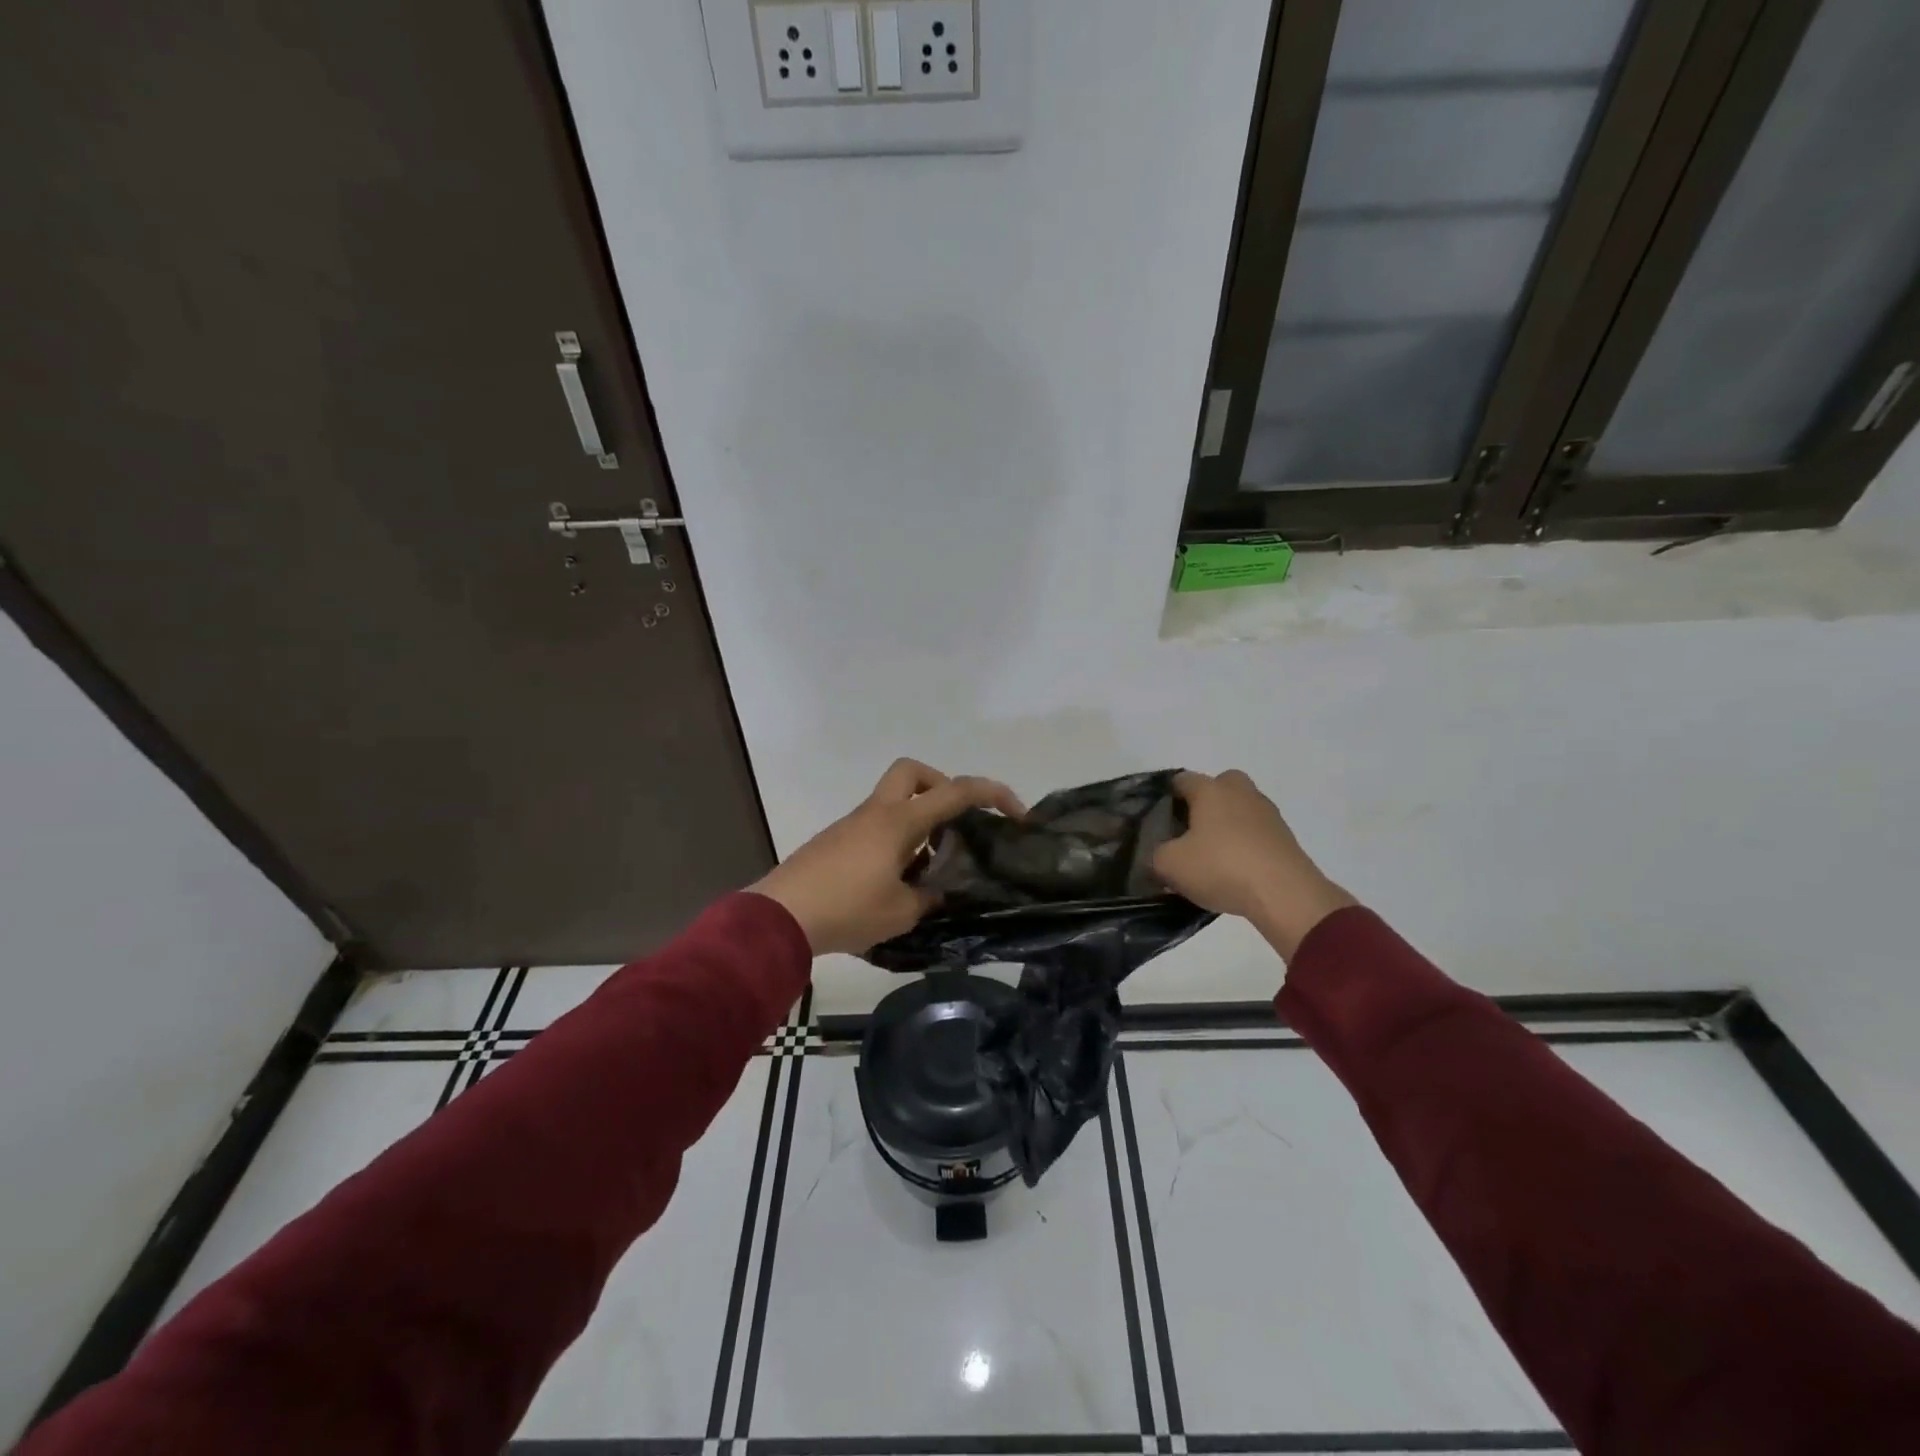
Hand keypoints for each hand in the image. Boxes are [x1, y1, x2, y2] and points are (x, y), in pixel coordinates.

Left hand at [749, 758, 1024, 956]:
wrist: (779, 916)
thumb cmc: (847, 909)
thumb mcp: (901, 912)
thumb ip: (929, 897)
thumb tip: (937, 891)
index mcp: (899, 822)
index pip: (955, 792)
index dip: (992, 794)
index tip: (1016, 814)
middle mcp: (876, 813)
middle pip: (912, 772)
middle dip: (940, 786)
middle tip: (954, 822)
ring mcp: (852, 825)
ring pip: (893, 802)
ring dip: (918, 822)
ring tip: (929, 869)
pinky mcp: (836, 842)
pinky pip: (876, 826)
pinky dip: (896, 841)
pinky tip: (896, 881)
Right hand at [1153, 769, 1355, 957]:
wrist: (1284, 894)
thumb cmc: (1221, 867)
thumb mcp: (1170, 865)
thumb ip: (1156, 854)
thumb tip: (1161, 854)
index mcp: (1210, 790)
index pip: (1182, 780)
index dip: (1168, 797)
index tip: (1160, 821)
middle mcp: (1240, 792)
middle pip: (1219, 786)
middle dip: (1204, 803)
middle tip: (1191, 831)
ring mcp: (1267, 813)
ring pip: (1240, 809)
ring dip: (1228, 825)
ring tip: (1214, 856)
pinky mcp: (1286, 837)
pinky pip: (1257, 832)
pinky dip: (1246, 844)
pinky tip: (1236, 870)